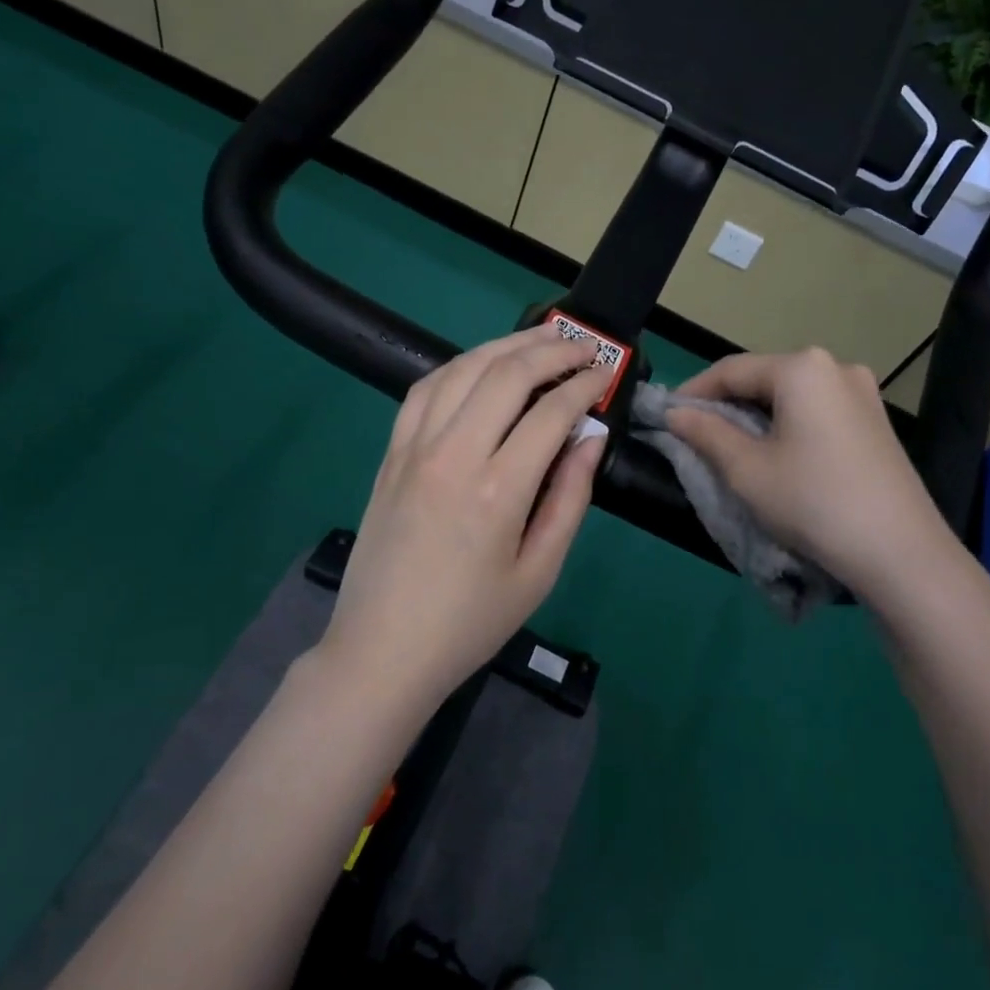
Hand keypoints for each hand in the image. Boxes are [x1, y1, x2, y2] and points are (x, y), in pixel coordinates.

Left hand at [319, 325, 609, 710]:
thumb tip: (591, 438)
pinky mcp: (391, 453)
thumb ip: (570, 498)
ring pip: (462, 369)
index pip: (551, 413)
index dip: (585, 385)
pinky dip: (459, 366)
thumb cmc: (471, 622)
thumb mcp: (539, 572)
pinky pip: (424, 389)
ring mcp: (414, 448)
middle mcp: (453, 454)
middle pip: (506, 375)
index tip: (606, 374)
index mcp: (497, 490)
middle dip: (551, 350)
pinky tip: (481, 365)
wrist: (383, 650)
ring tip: (540, 339)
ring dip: (506, 345)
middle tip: (583, 345)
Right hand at [667, 348, 961, 600]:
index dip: (693, 392)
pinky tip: (777, 453)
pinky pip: (818, 410)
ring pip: (792, 395)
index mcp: (802, 368)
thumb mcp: (746, 469)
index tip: (666, 416)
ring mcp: (863, 393)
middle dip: (727, 403)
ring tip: (732, 446)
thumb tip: (676, 414)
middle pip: (764, 378)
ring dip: (757, 415)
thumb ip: (705, 433)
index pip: (731, 370)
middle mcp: (835, 367)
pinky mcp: (876, 421)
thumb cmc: (813, 502)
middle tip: (696, 434)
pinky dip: (788, 424)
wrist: (901, 553)